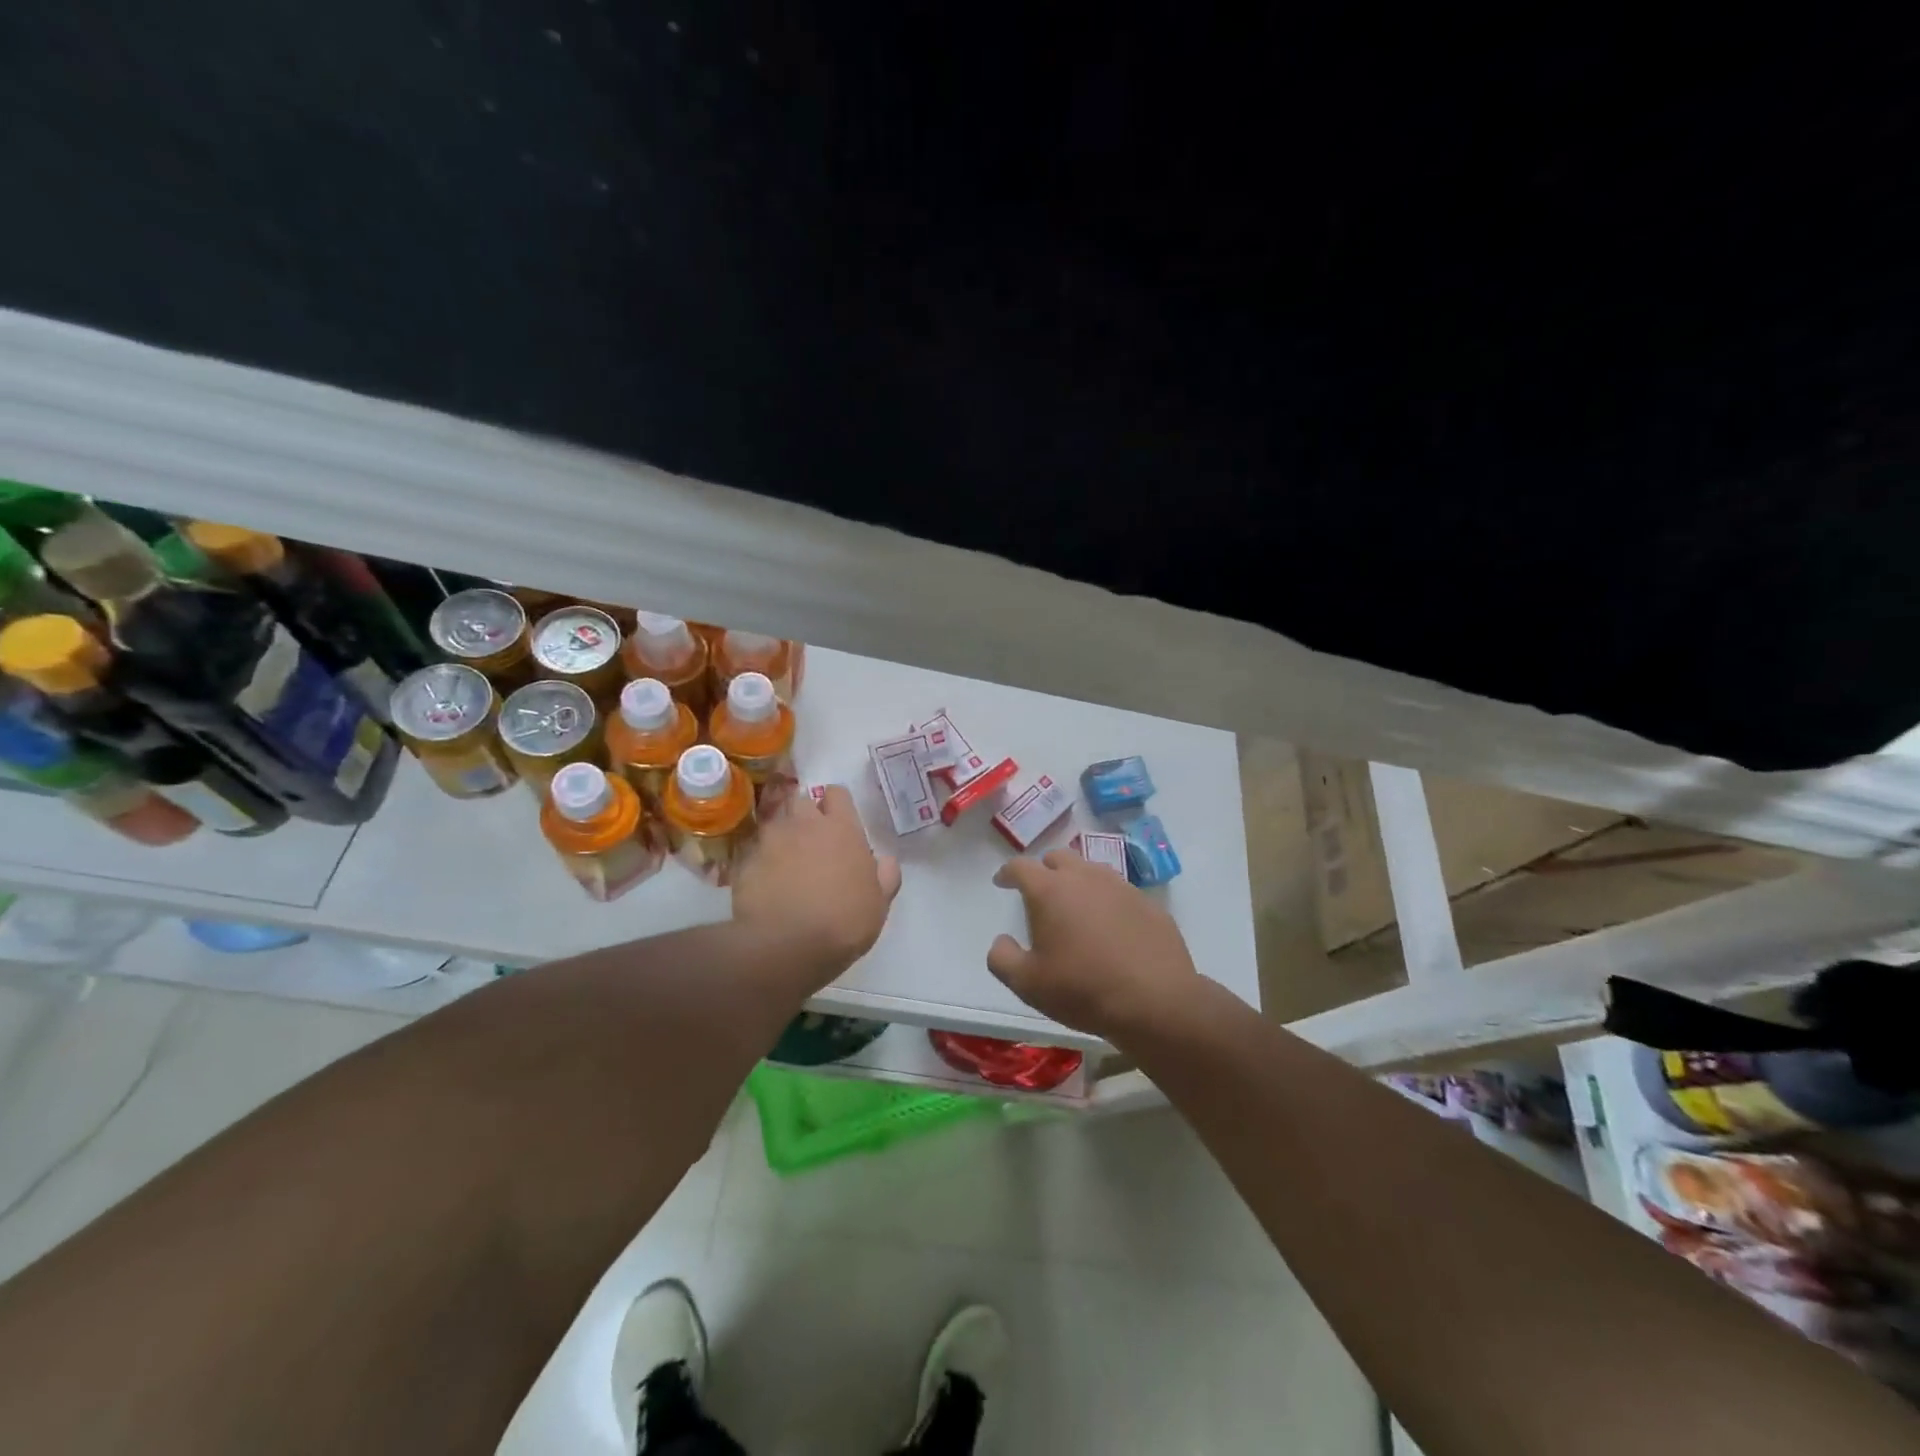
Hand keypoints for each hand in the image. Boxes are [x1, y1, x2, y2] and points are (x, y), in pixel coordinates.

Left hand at [733, 785, 901, 983]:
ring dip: (781, 836)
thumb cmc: (843, 922)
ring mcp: (769, 840)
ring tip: (784, 862)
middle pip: (801, 800)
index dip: (837, 806)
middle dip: (805, 815)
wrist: (786, 946)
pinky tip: (765, 883)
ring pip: (774, 823)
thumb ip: (885, 875)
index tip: (839, 824)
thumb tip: (885, 860)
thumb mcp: (879, 903)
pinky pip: (753, 852)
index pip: (837, 793)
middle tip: (811, 841)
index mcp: (841, 828)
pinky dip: (759, 861)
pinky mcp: (744, 861)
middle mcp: (804, 824)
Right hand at [986, 850, 1197, 1040]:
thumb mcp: (1027, 984)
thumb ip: (1002, 958)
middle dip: (1045, 869)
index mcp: (1050, 890)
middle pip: (1059, 858)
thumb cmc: (1083, 989)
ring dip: (1078, 881)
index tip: (1002, 882)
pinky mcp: (1148, 904)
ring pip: (1092, 870)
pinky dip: (1108, 901)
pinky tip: (1111, 927)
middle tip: (1040, 892)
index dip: (1008, 872)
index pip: (1021, 866)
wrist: (1155, 1001)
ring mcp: (1121, 887)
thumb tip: (1001, 941)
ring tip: (1076, 906)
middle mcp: (1085, 878)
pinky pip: (1120, 892)